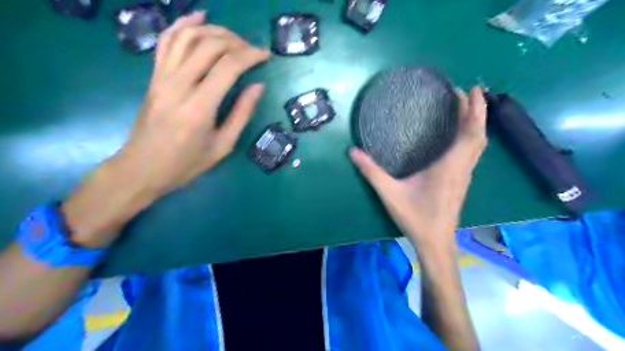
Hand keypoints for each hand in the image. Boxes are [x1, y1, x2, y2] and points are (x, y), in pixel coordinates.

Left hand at [61, 13, 269, 246]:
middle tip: (251, 50)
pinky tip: (198, 18)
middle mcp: (179, 84)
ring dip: (213, 30)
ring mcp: (162, 77)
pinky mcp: (154, 75)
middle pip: (209, 46)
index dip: (250, 55)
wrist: (141, 168)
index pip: (228, 67)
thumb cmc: (186, 163)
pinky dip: (183, 25)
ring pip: (187, 37)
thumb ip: (241, 114)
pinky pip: (167, 41)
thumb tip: (258, 86)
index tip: (265, 55)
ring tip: (232, 37)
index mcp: (200, 107)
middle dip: (235, 41)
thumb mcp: (222, 146)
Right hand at [349, 87, 484, 251]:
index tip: (469, 90)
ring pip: (478, 145)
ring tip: (466, 108)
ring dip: (476, 124)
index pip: (470, 133)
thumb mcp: (389, 193)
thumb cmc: (415, 218)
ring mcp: (464, 175)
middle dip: (477, 111)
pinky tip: (460, 135)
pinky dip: (472, 137)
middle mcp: (462, 168)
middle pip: (479, 135)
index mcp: (449, 166)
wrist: (435, 242)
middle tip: (468, 92)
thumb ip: (371, 171)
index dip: (474, 110)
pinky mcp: (462, 181)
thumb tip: (352, 151)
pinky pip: (473, 153)